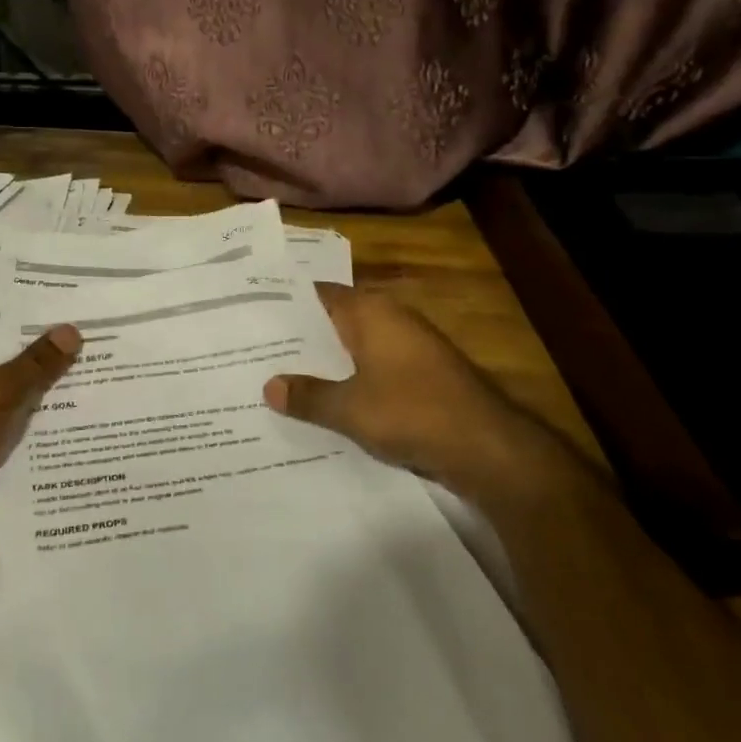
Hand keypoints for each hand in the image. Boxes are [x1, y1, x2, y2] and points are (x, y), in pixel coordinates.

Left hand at [0, 307, 79, 551]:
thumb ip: (35, 362)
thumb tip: (73, 329)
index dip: (26, 297)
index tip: (68, 288)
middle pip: (8, 344)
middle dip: (46, 338)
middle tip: (97, 321)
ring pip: (16, 382)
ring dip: (48, 377)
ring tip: (101, 357)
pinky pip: (17, 415)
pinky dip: (43, 412)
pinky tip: (84, 404)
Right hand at [263, 286, 562, 499]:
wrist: (488, 447)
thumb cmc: (413, 412)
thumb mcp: (350, 408)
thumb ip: (308, 396)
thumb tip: (268, 386)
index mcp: (371, 312)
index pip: (320, 294)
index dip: (286, 303)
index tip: (252, 312)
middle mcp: (390, 320)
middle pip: (335, 321)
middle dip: (301, 337)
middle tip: (256, 348)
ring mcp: (410, 348)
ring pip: (354, 348)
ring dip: (325, 362)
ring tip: (280, 376)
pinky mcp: (422, 376)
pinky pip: (373, 370)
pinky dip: (350, 381)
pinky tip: (325, 402)